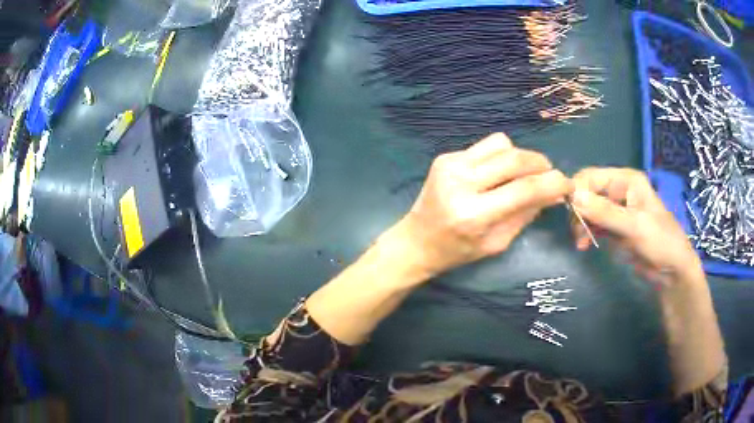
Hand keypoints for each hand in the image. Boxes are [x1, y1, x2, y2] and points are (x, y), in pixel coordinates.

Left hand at [396, 133, 572, 278]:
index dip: (553, 183)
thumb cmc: (458, 250)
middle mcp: (461, 183)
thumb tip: (553, 192)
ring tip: (519, 176)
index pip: (525, 189)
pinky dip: (500, 156)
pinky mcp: (445, 157)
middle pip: (515, 158)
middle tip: (548, 176)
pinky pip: (485, 146)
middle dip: (541, 164)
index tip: (567, 185)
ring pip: (502, 143)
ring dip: (520, 158)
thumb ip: (526, 214)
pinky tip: (496, 173)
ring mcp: (450, 165)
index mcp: (474, 214)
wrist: (416, 240)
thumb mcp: (497, 243)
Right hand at [570, 167, 703, 287]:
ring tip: (581, 242)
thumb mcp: (634, 226)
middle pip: (588, 192)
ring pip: (588, 210)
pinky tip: (584, 245)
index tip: (570, 213)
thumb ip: (605, 212)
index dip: (578, 190)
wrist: (672, 271)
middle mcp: (619, 191)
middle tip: (576, 232)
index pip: (592, 176)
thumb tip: (573, 196)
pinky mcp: (615, 228)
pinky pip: (594, 225)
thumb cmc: (660, 242)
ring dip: (581, 224)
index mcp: (626, 181)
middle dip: (579, 210)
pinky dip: (587, 233)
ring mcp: (617, 210)